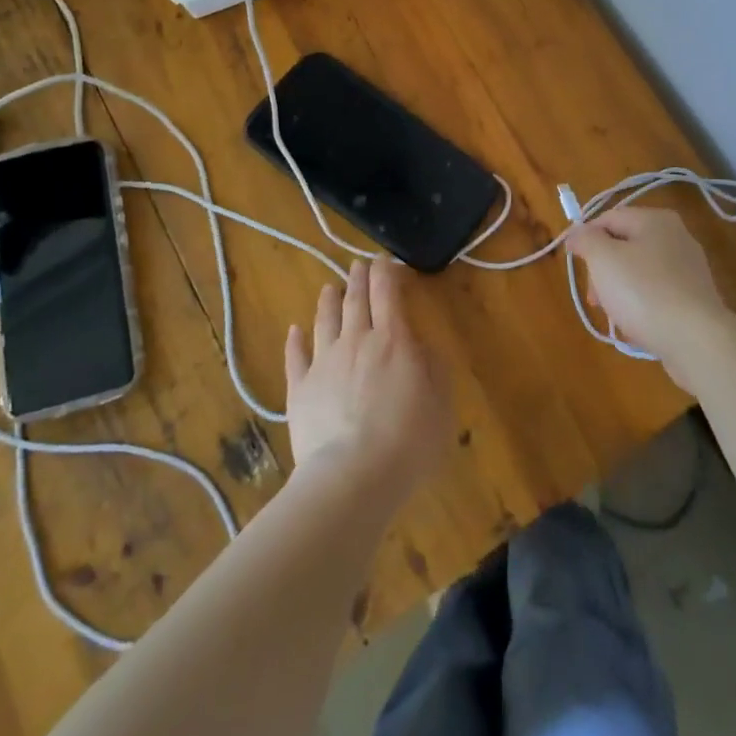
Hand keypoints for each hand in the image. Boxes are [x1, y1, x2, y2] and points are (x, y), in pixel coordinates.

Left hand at [284, 259, 450, 501]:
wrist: (352, 476)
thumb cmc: (409, 438)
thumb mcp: (441, 401)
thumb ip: (433, 366)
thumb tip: (422, 345)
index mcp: (393, 339)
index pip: (388, 293)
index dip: (386, 272)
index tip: (385, 260)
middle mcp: (356, 341)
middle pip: (356, 300)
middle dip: (358, 278)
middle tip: (358, 264)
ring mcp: (324, 364)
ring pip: (324, 321)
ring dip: (328, 300)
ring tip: (329, 286)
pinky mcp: (300, 390)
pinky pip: (296, 357)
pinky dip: (295, 340)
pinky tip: (294, 331)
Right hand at [564, 207, 735, 388]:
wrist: (695, 339)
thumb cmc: (643, 291)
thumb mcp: (603, 259)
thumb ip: (586, 239)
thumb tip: (578, 233)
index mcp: (656, 220)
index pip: (609, 218)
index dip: (586, 237)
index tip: (573, 262)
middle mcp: (676, 237)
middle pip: (624, 245)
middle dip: (602, 270)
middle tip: (594, 297)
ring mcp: (688, 268)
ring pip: (639, 272)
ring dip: (619, 291)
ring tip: (614, 316)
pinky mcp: (694, 297)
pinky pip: (657, 294)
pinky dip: (641, 306)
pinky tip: (636, 326)